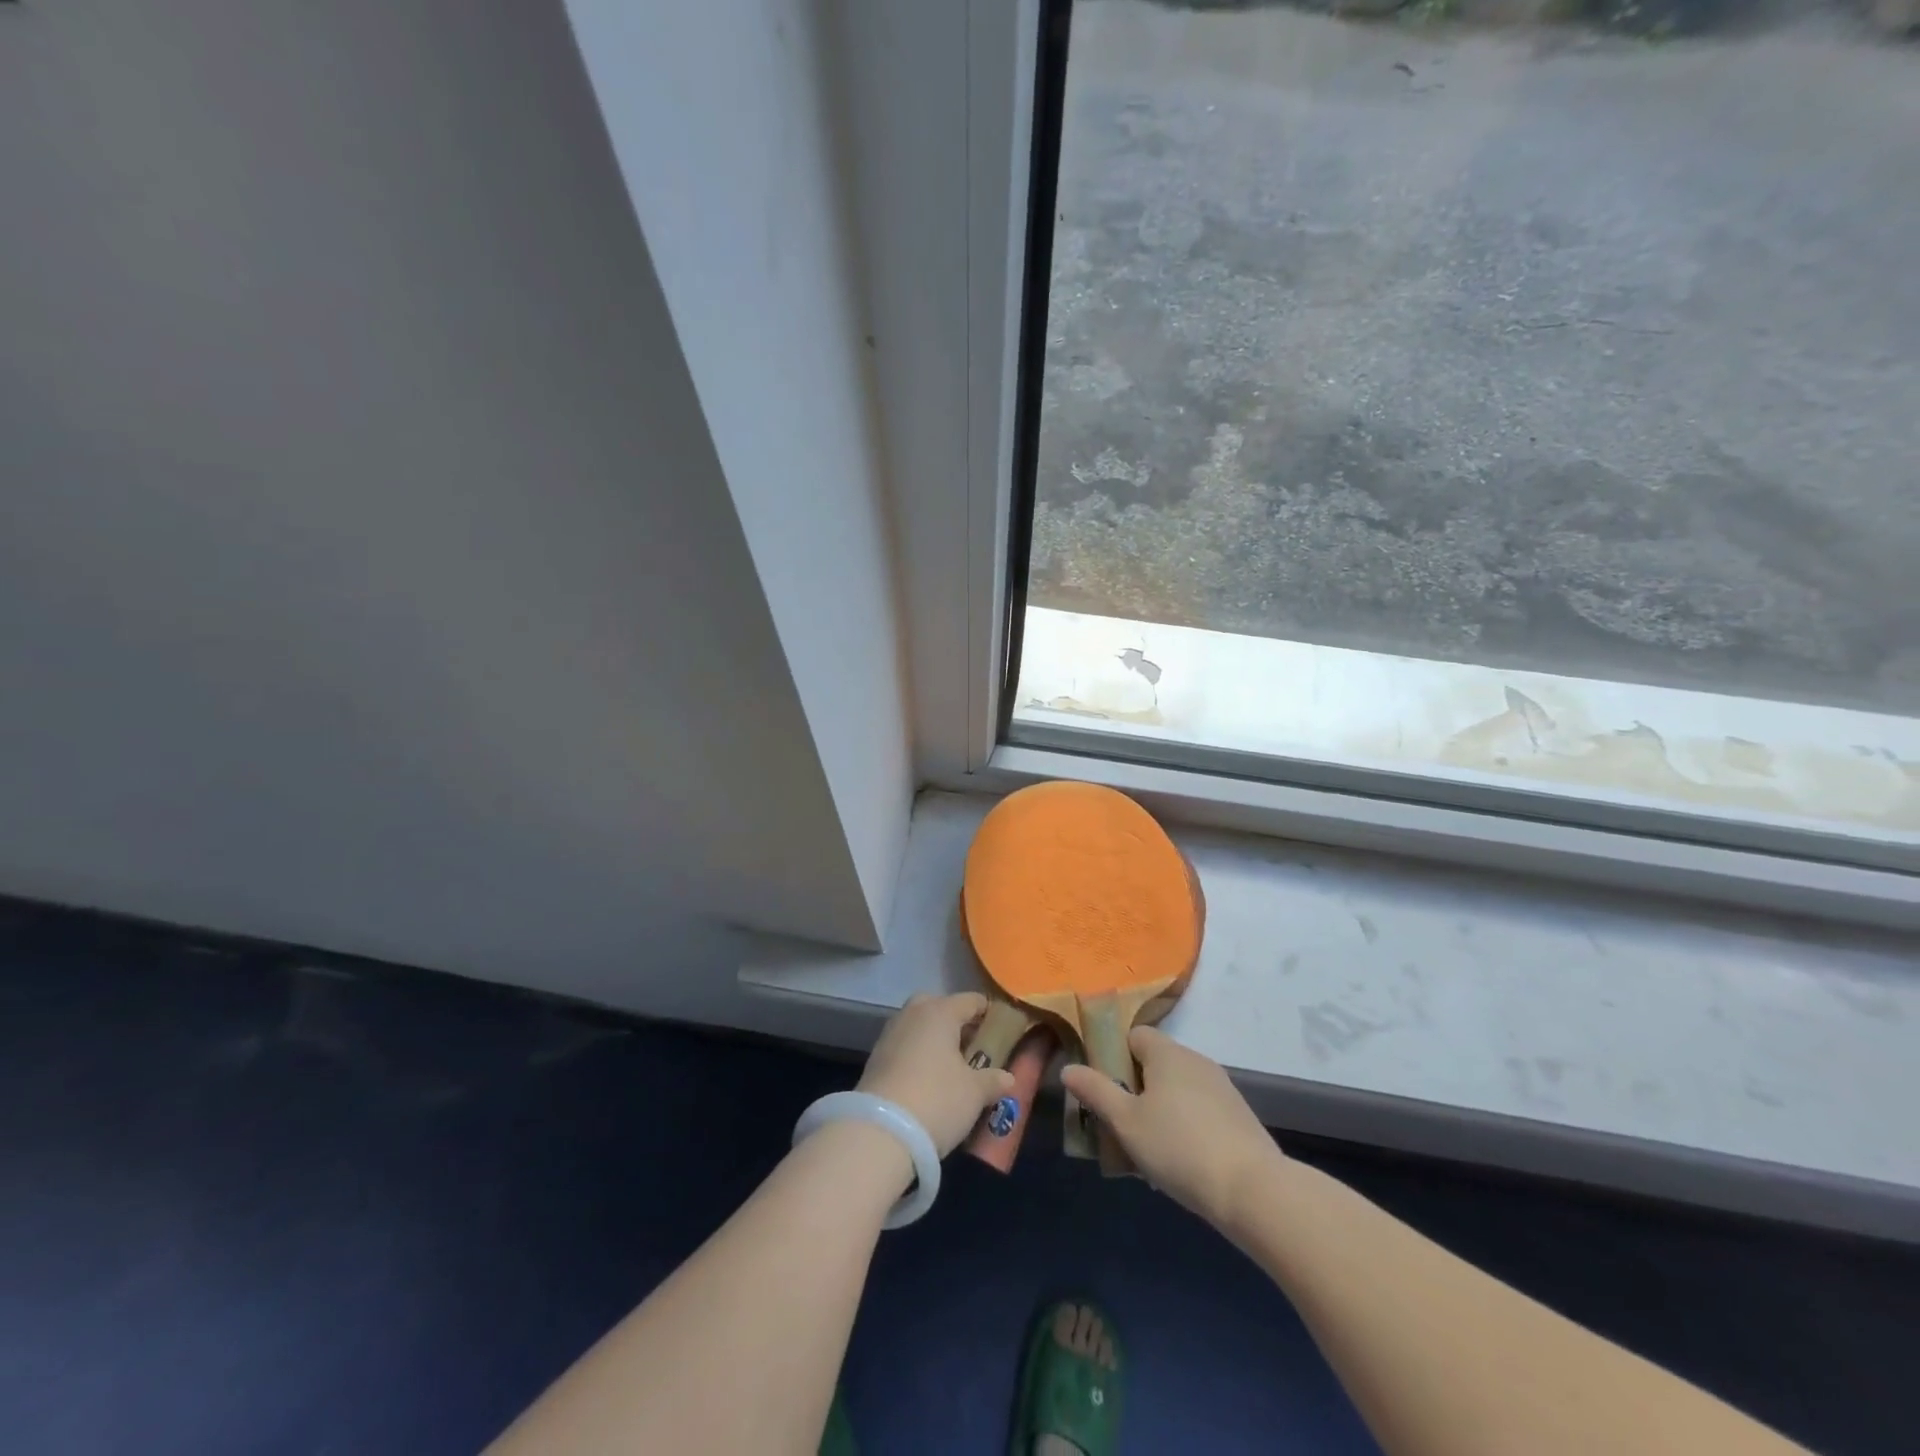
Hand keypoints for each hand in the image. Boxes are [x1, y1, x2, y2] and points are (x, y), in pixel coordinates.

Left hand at [858, 993, 1017, 1156]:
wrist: (879, 1132)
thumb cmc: (937, 1100)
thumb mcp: (975, 1093)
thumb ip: (993, 1080)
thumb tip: (1008, 1078)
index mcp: (940, 1011)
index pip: (971, 1000)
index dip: (989, 1013)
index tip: (1003, 1030)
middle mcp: (912, 1014)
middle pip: (939, 1007)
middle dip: (956, 1023)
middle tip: (973, 1047)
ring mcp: (890, 1034)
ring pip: (918, 1027)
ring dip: (934, 1041)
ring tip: (952, 1068)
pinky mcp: (875, 1059)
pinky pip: (904, 1047)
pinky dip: (917, 1057)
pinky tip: (927, 1081)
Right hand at [1061, 1026, 1282, 1225]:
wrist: (1253, 1190)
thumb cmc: (1179, 1147)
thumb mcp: (1126, 1122)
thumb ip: (1095, 1091)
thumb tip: (1069, 1068)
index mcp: (1167, 1053)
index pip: (1134, 1035)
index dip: (1114, 1055)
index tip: (1103, 1087)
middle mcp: (1196, 1060)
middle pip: (1155, 1063)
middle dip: (1135, 1089)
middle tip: (1120, 1124)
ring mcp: (1222, 1087)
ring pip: (1177, 1089)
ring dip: (1159, 1110)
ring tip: (1147, 1150)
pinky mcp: (1238, 1116)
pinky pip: (1199, 1110)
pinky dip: (1184, 1125)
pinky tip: (1180, 1162)